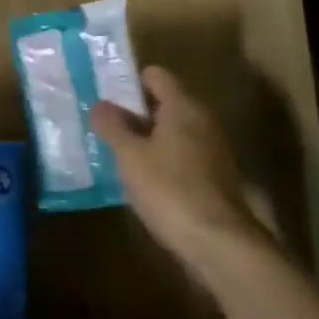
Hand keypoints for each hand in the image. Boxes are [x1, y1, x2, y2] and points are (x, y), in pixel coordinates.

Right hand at [92, 65, 276, 276]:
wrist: (218, 241)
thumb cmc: (169, 188)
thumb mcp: (130, 156)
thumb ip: (112, 126)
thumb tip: (100, 104)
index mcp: (183, 106)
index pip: (156, 76)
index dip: (129, 82)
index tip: (104, 95)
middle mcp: (203, 120)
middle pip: (165, 103)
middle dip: (134, 112)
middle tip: (103, 124)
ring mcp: (212, 149)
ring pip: (173, 131)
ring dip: (147, 138)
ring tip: (116, 152)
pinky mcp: (214, 176)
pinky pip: (182, 155)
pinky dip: (162, 159)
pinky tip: (142, 178)